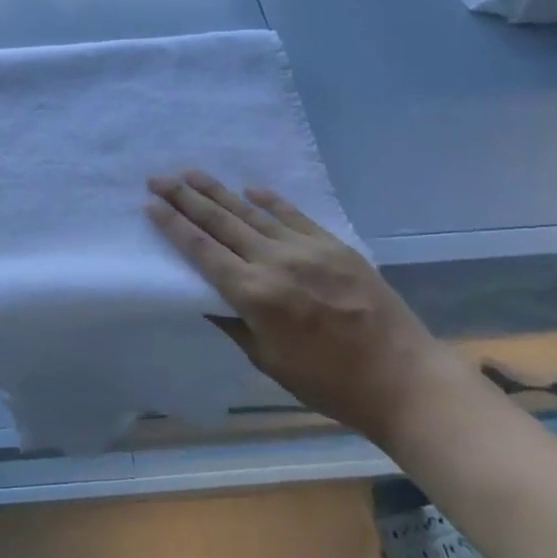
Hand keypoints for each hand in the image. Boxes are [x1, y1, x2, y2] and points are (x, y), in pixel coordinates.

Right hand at [147, 171, 455, 445]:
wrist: (405, 380)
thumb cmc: (329, 384)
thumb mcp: (268, 362)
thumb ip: (234, 324)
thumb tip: (207, 298)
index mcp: (254, 295)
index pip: (202, 251)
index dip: (174, 226)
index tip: (151, 205)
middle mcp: (275, 263)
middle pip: (221, 222)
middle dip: (185, 198)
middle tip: (158, 178)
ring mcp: (308, 250)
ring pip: (252, 212)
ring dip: (218, 191)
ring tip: (191, 173)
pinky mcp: (335, 246)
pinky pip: (294, 215)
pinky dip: (270, 201)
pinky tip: (250, 189)